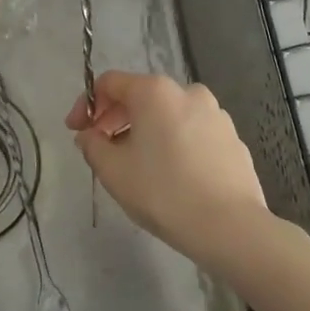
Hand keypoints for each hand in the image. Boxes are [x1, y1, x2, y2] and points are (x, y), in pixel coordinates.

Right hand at [66, 71, 268, 266]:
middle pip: (141, 96)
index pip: (110, 83)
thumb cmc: (164, 192)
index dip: (87, 104)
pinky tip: (171, 175)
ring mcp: (215, 114)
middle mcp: (187, 92)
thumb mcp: (113, 171)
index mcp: (155, 91)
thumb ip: (92, 145)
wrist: (231, 227)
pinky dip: (174, 144)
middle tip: (101, 149)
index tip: (76, 132)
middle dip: (115, 119)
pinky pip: (193, 132)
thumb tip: (89, 135)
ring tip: (136, 165)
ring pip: (168, 115)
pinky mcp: (233, 138)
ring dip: (146, 132)